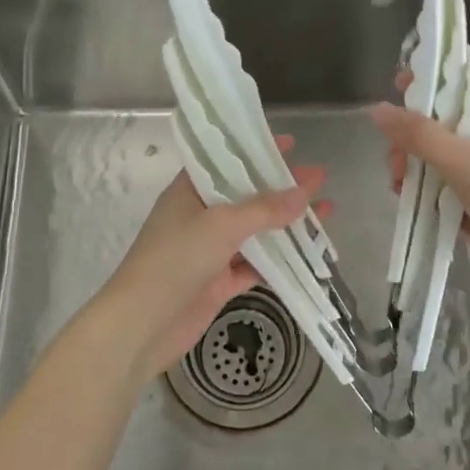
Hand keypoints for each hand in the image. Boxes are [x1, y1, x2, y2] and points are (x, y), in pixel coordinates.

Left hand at [83, 143, 326, 380]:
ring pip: (256, 232)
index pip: (225, 161)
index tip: (289, 143)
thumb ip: (264, 209)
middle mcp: (200, 216)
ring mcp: (210, 250)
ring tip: (326, 213)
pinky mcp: (219, 282)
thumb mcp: (221, 225)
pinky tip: (310, 254)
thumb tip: (304, 192)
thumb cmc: (175, 260)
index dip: (255, 150)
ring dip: (287, 225)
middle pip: (247, 196)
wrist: (142, 325)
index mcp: (190, 191)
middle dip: (282, 188)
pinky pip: (256, 266)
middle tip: (320, 178)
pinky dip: (280, 261)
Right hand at [370, 66, 469, 329]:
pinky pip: (436, 187)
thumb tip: (376, 110)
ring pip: (434, 155)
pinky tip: (404, 199)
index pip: (465, 78)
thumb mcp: (468, 163)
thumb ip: (420, 136)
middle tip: (394, 151)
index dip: (433, 74)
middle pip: (441, 119)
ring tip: (397, 182)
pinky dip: (419, 190)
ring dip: (411, 163)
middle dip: (412, 131)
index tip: (396, 82)